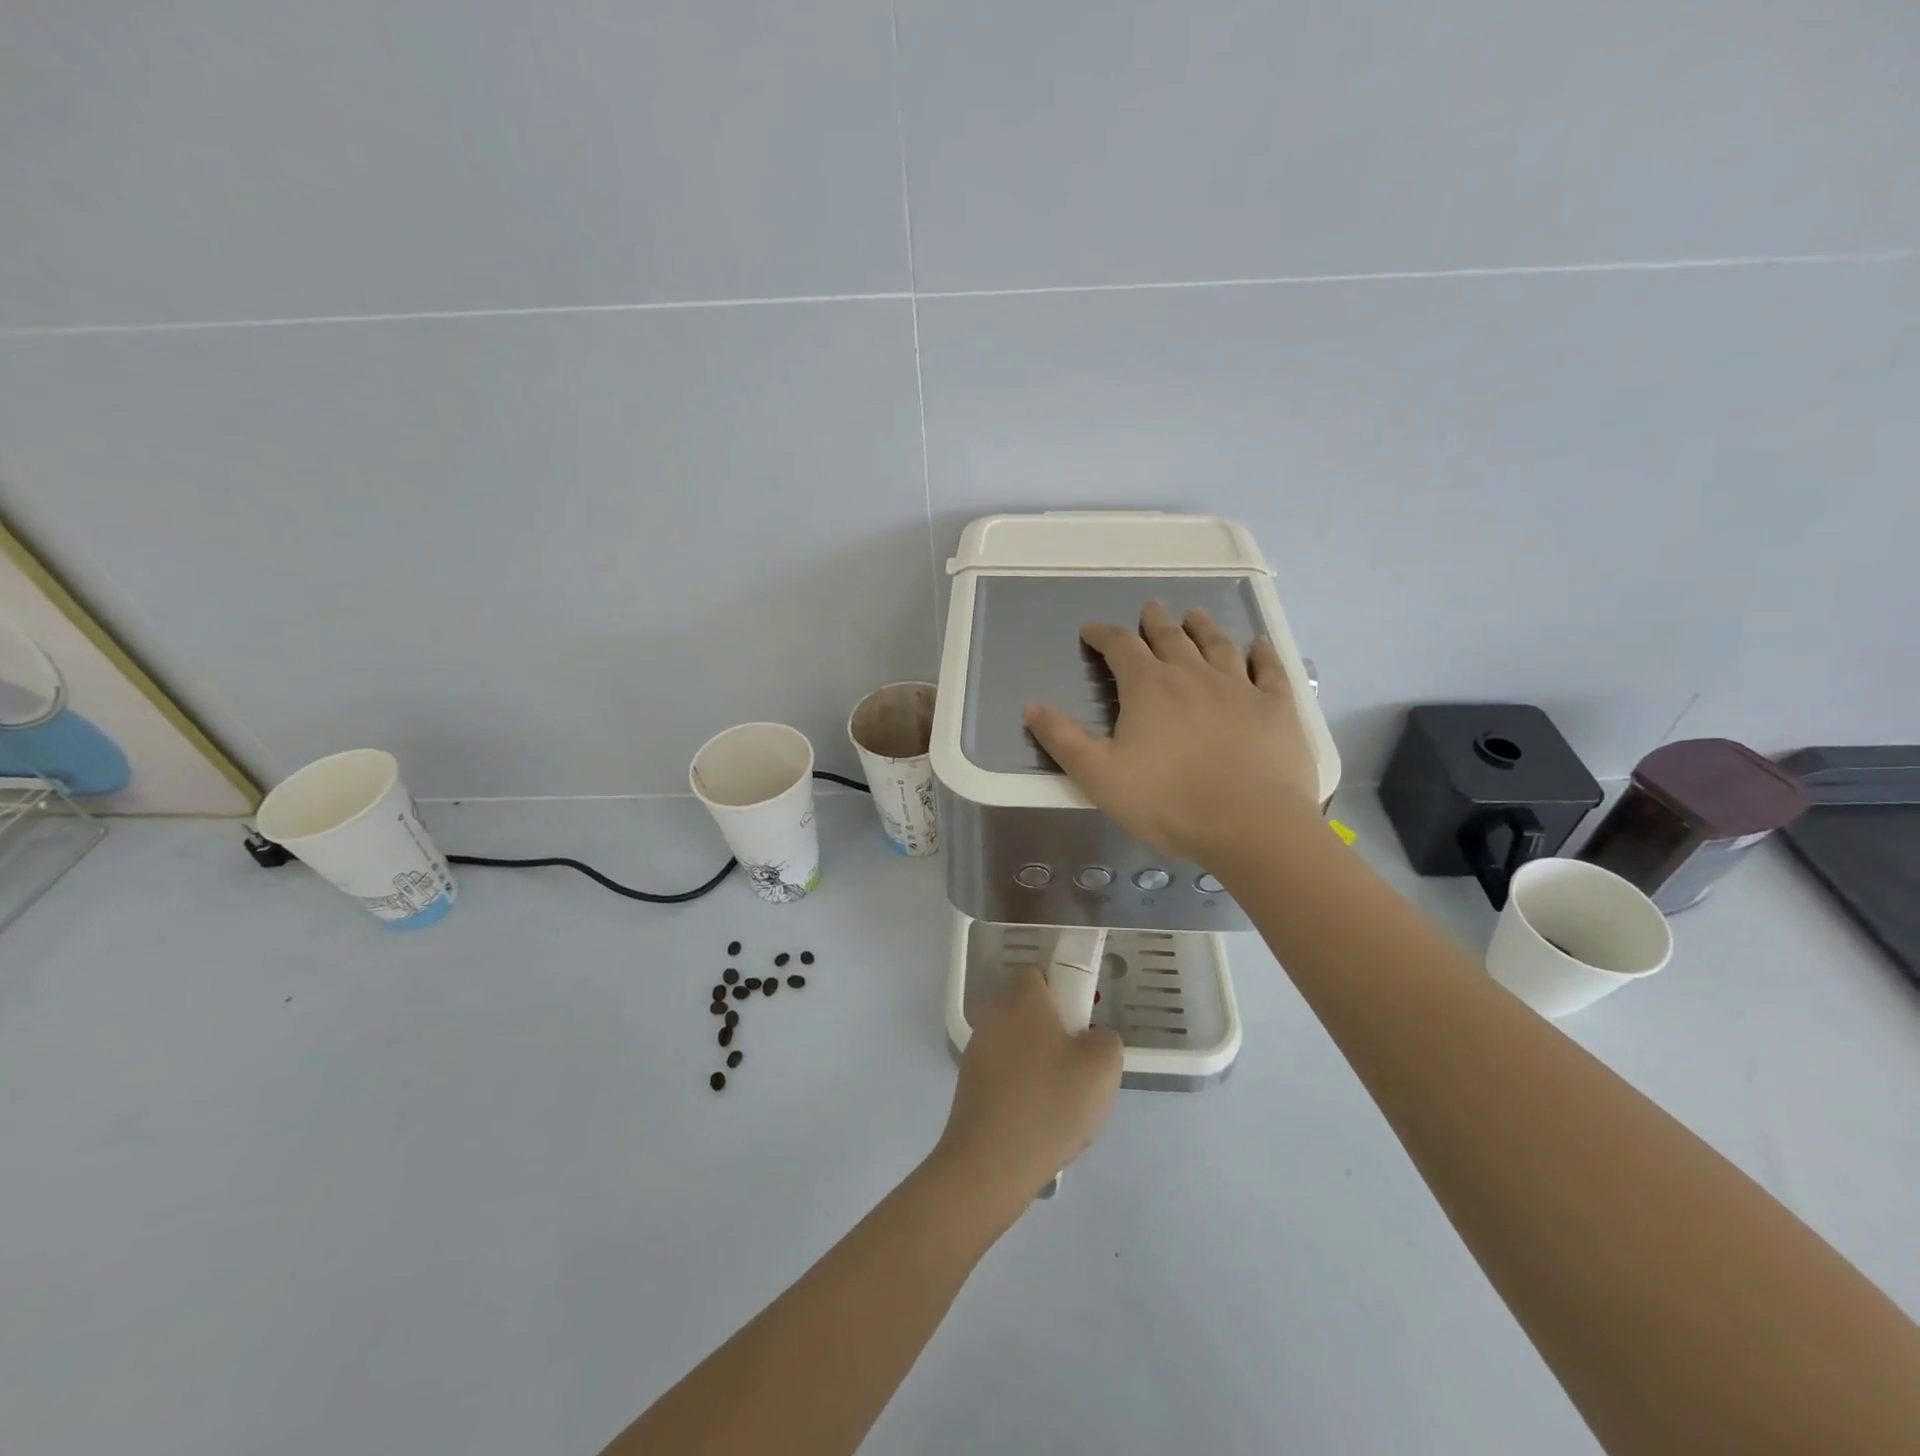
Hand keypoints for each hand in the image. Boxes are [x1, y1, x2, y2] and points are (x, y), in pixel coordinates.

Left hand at [933, 968, 1122, 1216]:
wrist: (990, 1163)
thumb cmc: (1050, 1103)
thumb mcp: (1103, 1067)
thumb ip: (1106, 1037)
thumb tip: (1092, 1037)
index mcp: (1021, 996)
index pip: (1044, 975)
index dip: (1068, 997)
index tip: (1083, 1031)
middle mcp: (993, 1012)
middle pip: (1031, 1009)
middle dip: (1056, 1032)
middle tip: (1079, 1068)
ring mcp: (977, 1047)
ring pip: (1020, 1042)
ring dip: (1040, 1061)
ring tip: (1062, 1101)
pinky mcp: (969, 1080)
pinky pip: (1006, 1070)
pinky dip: (1022, 1086)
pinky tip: (1038, 1118)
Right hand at [1022, 601, 1319, 864]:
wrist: (1250, 826)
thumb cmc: (1166, 802)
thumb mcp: (1098, 776)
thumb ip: (1063, 739)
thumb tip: (1031, 707)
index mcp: (1148, 687)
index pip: (1120, 647)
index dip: (1102, 634)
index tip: (1091, 631)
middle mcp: (1193, 674)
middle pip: (1170, 637)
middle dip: (1155, 622)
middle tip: (1150, 609)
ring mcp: (1239, 687)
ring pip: (1218, 644)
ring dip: (1203, 626)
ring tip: (1195, 615)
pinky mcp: (1277, 706)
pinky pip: (1269, 668)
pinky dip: (1262, 652)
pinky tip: (1259, 644)